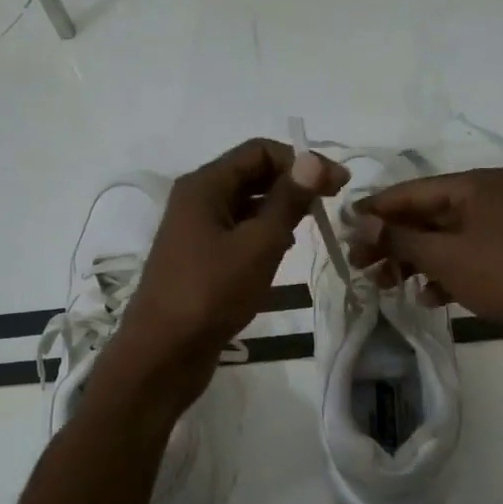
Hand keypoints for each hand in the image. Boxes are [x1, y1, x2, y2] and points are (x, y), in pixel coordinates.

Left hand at [96, 138, 348, 412]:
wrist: (164, 352)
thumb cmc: (211, 293)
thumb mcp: (258, 245)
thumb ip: (287, 201)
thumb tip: (313, 159)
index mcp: (204, 186)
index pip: (259, 151)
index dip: (302, 161)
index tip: (338, 185)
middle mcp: (196, 200)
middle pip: (252, 174)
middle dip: (293, 183)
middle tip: (331, 204)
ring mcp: (195, 231)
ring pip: (246, 205)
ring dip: (280, 209)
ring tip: (311, 226)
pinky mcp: (200, 259)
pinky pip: (237, 232)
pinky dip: (263, 233)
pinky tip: (283, 251)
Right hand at [350, 168, 502, 378]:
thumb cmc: (502, 275)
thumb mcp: (444, 255)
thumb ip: (399, 238)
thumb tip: (360, 223)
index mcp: (477, 185)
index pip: (413, 190)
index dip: (377, 208)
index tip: (344, 226)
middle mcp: (488, 201)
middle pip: (426, 216)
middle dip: (391, 241)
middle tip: (357, 263)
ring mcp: (498, 233)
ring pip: (441, 242)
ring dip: (411, 262)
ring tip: (383, 284)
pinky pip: (461, 263)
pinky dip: (441, 277)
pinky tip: (427, 298)